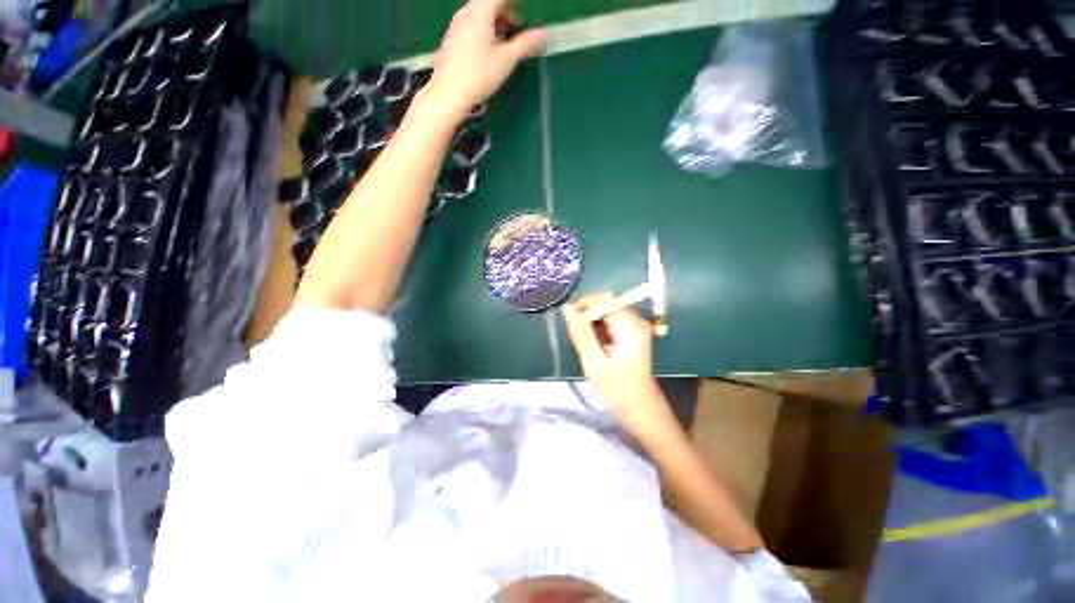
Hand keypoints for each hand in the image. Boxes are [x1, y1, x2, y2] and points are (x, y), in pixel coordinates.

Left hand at [426, 0, 546, 118]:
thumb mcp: (506, 60)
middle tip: (516, 29)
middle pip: (488, 3)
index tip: (524, 18)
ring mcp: (456, 25)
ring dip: (494, 22)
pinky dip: (482, 30)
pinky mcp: (451, 39)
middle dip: (505, 12)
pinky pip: (470, 25)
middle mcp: (466, 12)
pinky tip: (487, 50)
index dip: (515, 4)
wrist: (449, 93)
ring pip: (478, 14)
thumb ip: (525, 44)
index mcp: (480, 12)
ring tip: (503, 42)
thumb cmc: (479, 75)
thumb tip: (544, 34)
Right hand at [563, 294, 668, 431]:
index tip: (568, 318)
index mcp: (631, 326)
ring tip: (584, 341)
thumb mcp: (594, 361)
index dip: (584, 304)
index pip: (604, 300)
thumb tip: (566, 308)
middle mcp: (637, 320)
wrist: (640, 407)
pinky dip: (599, 328)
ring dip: (592, 322)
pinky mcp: (633, 332)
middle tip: (575, 334)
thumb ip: (580, 333)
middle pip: (607, 304)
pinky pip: (611, 320)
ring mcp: (637, 326)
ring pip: (607, 311)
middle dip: (587, 314)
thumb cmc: (617, 388)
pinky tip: (594, 344)